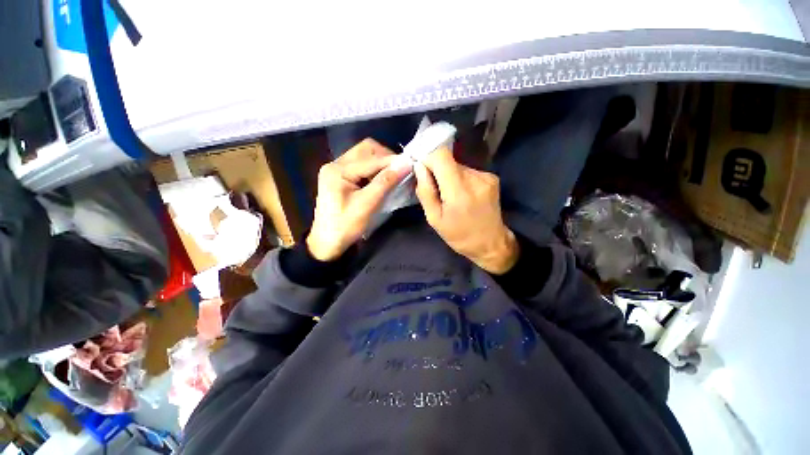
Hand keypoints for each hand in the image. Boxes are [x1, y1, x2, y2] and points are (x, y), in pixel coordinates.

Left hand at [307, 139, 409, 260]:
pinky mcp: (341, 177)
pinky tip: (382, 180)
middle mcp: (336, 164)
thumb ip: (385, 182)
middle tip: (400, 170)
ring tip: (393, 175)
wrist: (328, 243)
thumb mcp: (367, 205)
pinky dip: (374, 170)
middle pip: (365, 149)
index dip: (392, 161)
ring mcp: (337, 170)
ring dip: (381, 163)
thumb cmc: (346, 226)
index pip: (371, 158)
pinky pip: (361, 166)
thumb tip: (406, 163)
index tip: (411, 165)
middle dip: (386, 157)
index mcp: (338, 170)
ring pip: (364, 156)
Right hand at [414, 147, 518, 273]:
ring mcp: (486, 176)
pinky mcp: (492, 177)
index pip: (440, 155)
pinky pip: (468, 171)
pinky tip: (463, 194)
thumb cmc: (459, 235)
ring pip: (458, 166)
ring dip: (449, 176)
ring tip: (451, 196)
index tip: (422, 170)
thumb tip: (419, 167)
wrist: (491, 243)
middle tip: (437, 191)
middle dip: (437, 171)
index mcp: (458, 190)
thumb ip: (425, 191)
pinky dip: (460, 179)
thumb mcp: (434, 219)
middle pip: (449, 161)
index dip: (428, 158)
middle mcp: (475, 178)